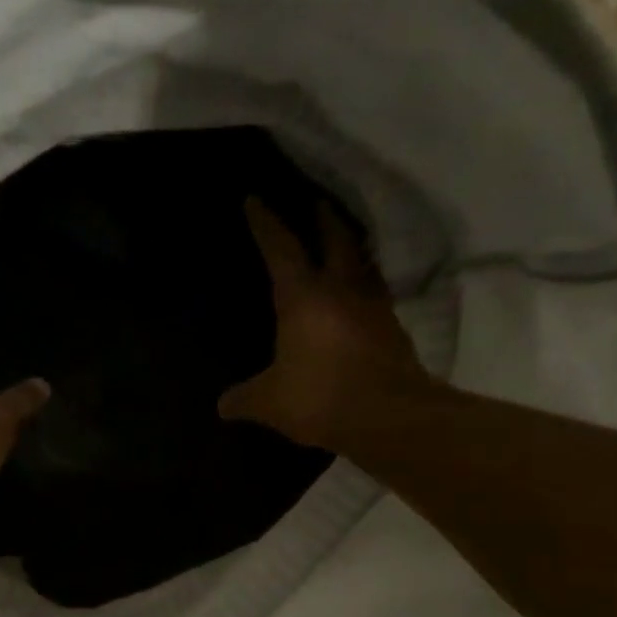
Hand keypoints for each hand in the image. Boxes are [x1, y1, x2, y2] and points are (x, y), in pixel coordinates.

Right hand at [219, 199, 431, 450]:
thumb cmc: (320, 397)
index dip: (265, 223)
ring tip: (345, 244)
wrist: (388, 416)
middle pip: (336, 239)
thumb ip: (244, 399)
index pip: (280, 249)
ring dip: (353, 249)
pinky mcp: (393, 330)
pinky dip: (366, 288)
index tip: (254, 199)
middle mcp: (341, 290)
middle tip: (317, 204)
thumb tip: (222, 405)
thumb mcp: (270, 402)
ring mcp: (373, 307)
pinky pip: (376, 296)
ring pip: (363, 263)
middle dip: (323, 219)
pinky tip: (361, 299)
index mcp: (303, 298)